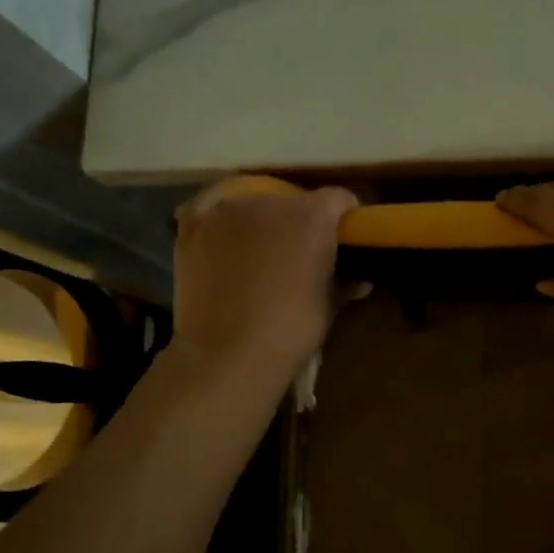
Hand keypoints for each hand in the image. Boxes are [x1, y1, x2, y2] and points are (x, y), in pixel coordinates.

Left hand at [174, 182, 356, 372]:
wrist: (228, 354)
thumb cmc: (290, 330)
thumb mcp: (328, 306)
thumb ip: (343, 283)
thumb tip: (360, 281)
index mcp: (312, 217)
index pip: (338, 198)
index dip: (343, 217)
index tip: (343, 238)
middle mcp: (270, 202)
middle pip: (292, 200)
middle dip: (299, 221)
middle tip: (298, 253)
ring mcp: (227, 210)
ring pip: (251, 203)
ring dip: (260, 221)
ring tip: (257, 252)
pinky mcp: (194, 225)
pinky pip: (210, 208)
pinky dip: (220, 220)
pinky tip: (223, 238)